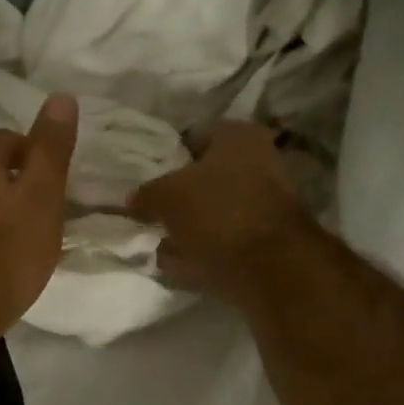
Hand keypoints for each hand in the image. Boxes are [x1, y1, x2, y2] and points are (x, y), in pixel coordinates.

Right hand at [128, 121, 317, 306]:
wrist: (270, 269)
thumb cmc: (218, 214)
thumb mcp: (166, 197)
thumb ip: (146, 195)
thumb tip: (133, 200)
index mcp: (239, 137)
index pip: (194, 136)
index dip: (168, 155)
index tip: (146, 176)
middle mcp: (260, 162)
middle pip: (206, 176)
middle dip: (179, 195)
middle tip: (151, 210)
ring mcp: (266, 203)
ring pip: (215, 210)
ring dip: (190, 225)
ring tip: (159, 240)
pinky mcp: (265, 241)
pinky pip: (223, 240)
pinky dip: (203, 249)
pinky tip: (178, 261)